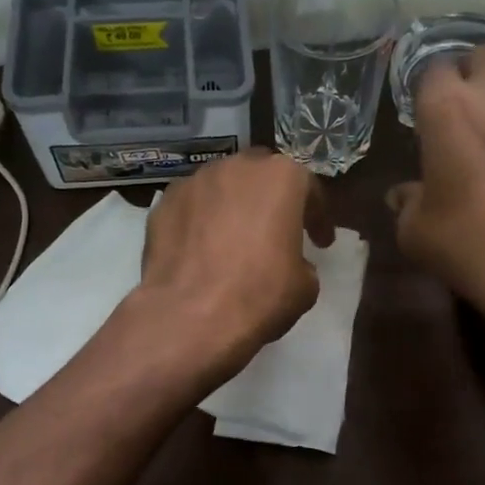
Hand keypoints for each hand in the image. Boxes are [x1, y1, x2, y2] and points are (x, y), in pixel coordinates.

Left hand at [127, 149, 331, 383]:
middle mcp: (237, 167)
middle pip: (260, 176)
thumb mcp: (305, 285)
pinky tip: (201, 251)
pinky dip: (200, 222)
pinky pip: (191, 207)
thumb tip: (289, 263)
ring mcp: (194, 182)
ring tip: (234, 239)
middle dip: (270, 199)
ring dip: (232, 207)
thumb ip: (301, 261)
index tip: (321, 243)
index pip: (309, 188)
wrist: (189, 316)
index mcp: (281, 177)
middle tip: (276, 230)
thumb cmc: (259, 295)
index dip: (318, 218)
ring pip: (221, 187)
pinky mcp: (163, 204)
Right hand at [388, 47, 484, 358]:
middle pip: (484, 54)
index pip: (432, 68)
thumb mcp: (416, 233)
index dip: (428, 88)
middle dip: (472, 72)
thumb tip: (404, 194)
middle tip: (466, 106)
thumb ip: (407, 202)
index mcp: (447, 109)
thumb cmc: (471, 247)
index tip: (426, 111)